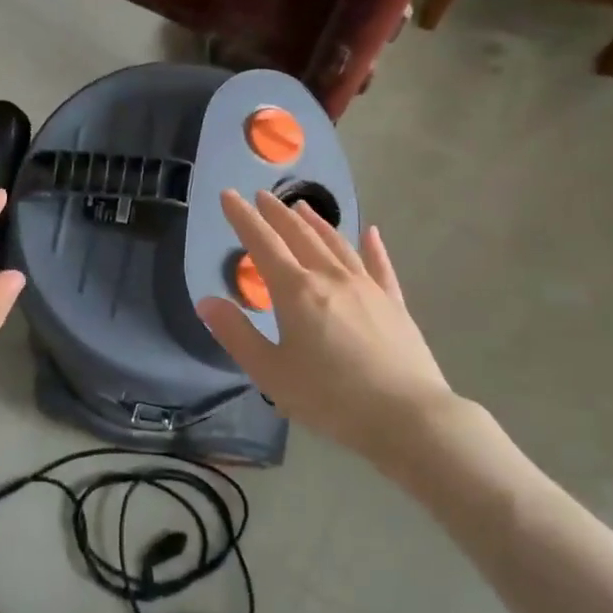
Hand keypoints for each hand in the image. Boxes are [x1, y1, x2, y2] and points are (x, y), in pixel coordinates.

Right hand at [195, 190, 457, 474]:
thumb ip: (236, 334)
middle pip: (299, 235)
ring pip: (337, 244)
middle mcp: (331, 277)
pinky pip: (380, 265)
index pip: (262, 243)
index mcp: (296, 291)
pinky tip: (370, 233)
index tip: (228, 195)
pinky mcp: (394, 303)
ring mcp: (367, 287)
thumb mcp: (270, 372)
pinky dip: (372, 246)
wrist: (406, 417)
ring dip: (316, 223)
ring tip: (302, 206)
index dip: (243, 218)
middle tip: (262, 196)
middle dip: (277, 214)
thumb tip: (206, 301)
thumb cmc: (329, 398)